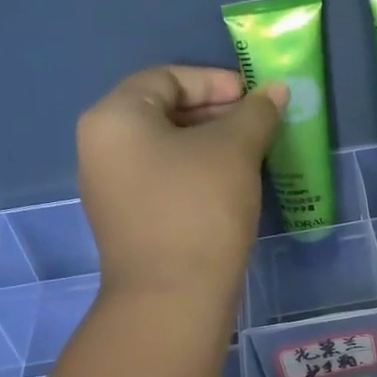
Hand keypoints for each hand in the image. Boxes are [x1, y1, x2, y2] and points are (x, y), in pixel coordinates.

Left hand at [77, 65, 284, 304]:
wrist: (173, 298)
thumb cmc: (199, 209)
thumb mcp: (234, 151)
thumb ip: (256, 113)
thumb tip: (276, 91)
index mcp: (114, 118)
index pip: (166, 78)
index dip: (215, 81)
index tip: (254, 98)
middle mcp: (100, 148)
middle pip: (162, 112)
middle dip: (215, 114)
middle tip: (258, 125)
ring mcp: (109, 189)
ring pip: (165, 150)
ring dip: (209, 145)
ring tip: (251, 155)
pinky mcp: (126, 222)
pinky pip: (162, 181)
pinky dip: (195, 174)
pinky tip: (229, 187)